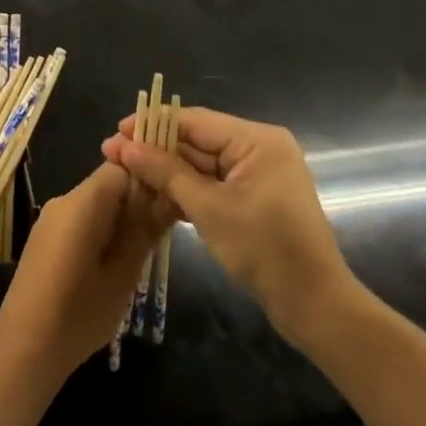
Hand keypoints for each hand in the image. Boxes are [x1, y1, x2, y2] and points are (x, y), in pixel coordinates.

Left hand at [0, 162, 171, 383]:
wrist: (25, 346)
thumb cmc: (79, 312)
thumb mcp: (123, 273)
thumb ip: (145, 230)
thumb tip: (168, 195)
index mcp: (83, 201)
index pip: (122, 167)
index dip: (149, 178)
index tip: (173, 199)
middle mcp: (64, 200)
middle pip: (109, 183)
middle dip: (138, 200)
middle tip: (165, 229)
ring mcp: (52, 218)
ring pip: (96, 202)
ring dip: (122, 218)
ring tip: (146, 248)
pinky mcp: (46, 237)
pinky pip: (82, 219)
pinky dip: (103, 230)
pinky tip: (116, 260)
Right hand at [102, 107, 356, 344]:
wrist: (314, 305)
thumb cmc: (263, 249)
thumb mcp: (209, 208)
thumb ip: (166, 172)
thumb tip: (126, 146)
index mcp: (257, 140)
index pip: (194, 121)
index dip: (152, 125)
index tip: (115, 132)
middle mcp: (259, 148)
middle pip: (197, 139)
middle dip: (155, 148)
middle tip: (111, 154)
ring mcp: (257, 174)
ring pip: (202, 163)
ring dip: (166, 170)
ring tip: (124, 171)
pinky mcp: (254, 197)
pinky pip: (213, 182)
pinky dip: (186, 188)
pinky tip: (153, 192)